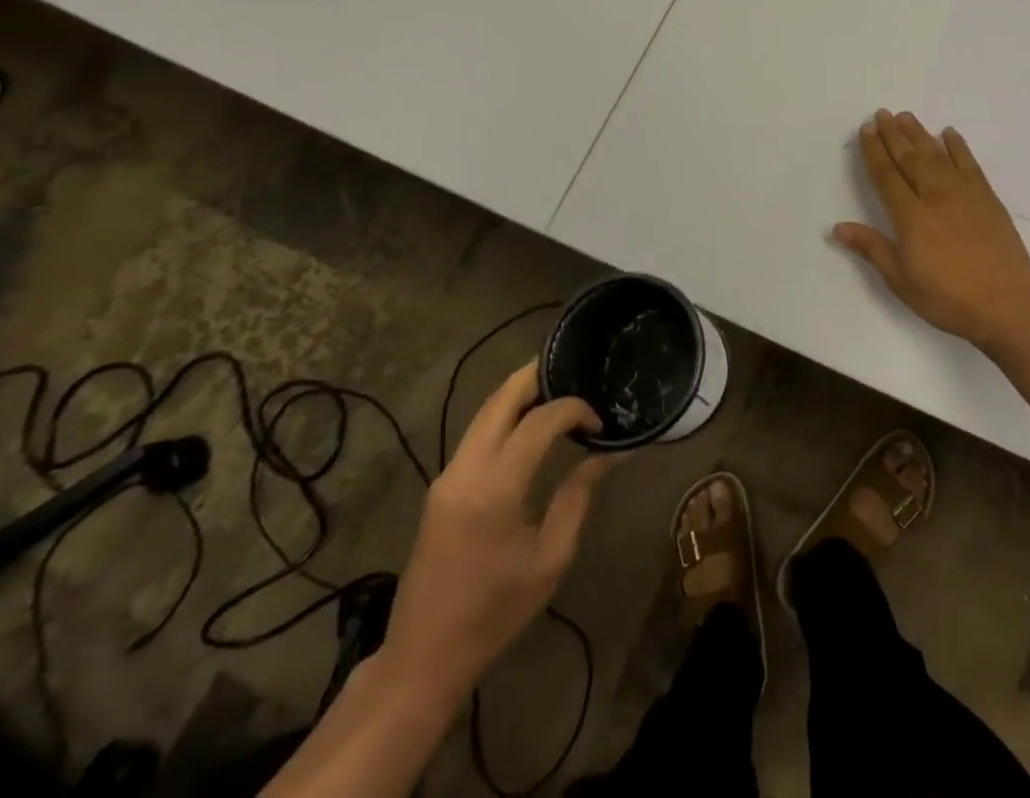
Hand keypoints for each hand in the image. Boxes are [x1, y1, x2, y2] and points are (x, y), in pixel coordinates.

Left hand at [383, 363, 609, 704]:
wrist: (422, 658)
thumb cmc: (494, 613)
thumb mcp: (550, 559)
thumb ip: (578, 497)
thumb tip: (607, 455)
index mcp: (495, 489)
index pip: (539, 421)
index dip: (573, 409)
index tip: (599, 424)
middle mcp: (465, 470)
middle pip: (501, 399)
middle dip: (537, 376)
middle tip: (573, 369)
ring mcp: (446, 477)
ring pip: (484, 412)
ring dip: (519, 394)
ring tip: (557, 390)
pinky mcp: (440, 488)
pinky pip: (476, 434)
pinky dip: (505, 416)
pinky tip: (529, 423)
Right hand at [834, 110, 1029, 350]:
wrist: (1005, 305)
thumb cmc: (947, 298)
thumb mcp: (901, 280)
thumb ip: (872, 248)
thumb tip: (838, 228)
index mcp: (911, 217)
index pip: (886, 175)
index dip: (874, 151)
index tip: (866, 130)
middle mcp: (936, 196)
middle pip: (910, 158)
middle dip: (893, 134)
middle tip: (882, 113)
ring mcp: (965, 194)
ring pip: (937, 155)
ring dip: (919, 134)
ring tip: (906, 117)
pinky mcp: (988, 198)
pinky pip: (969, 164)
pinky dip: (958, 147)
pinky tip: (949, 134)